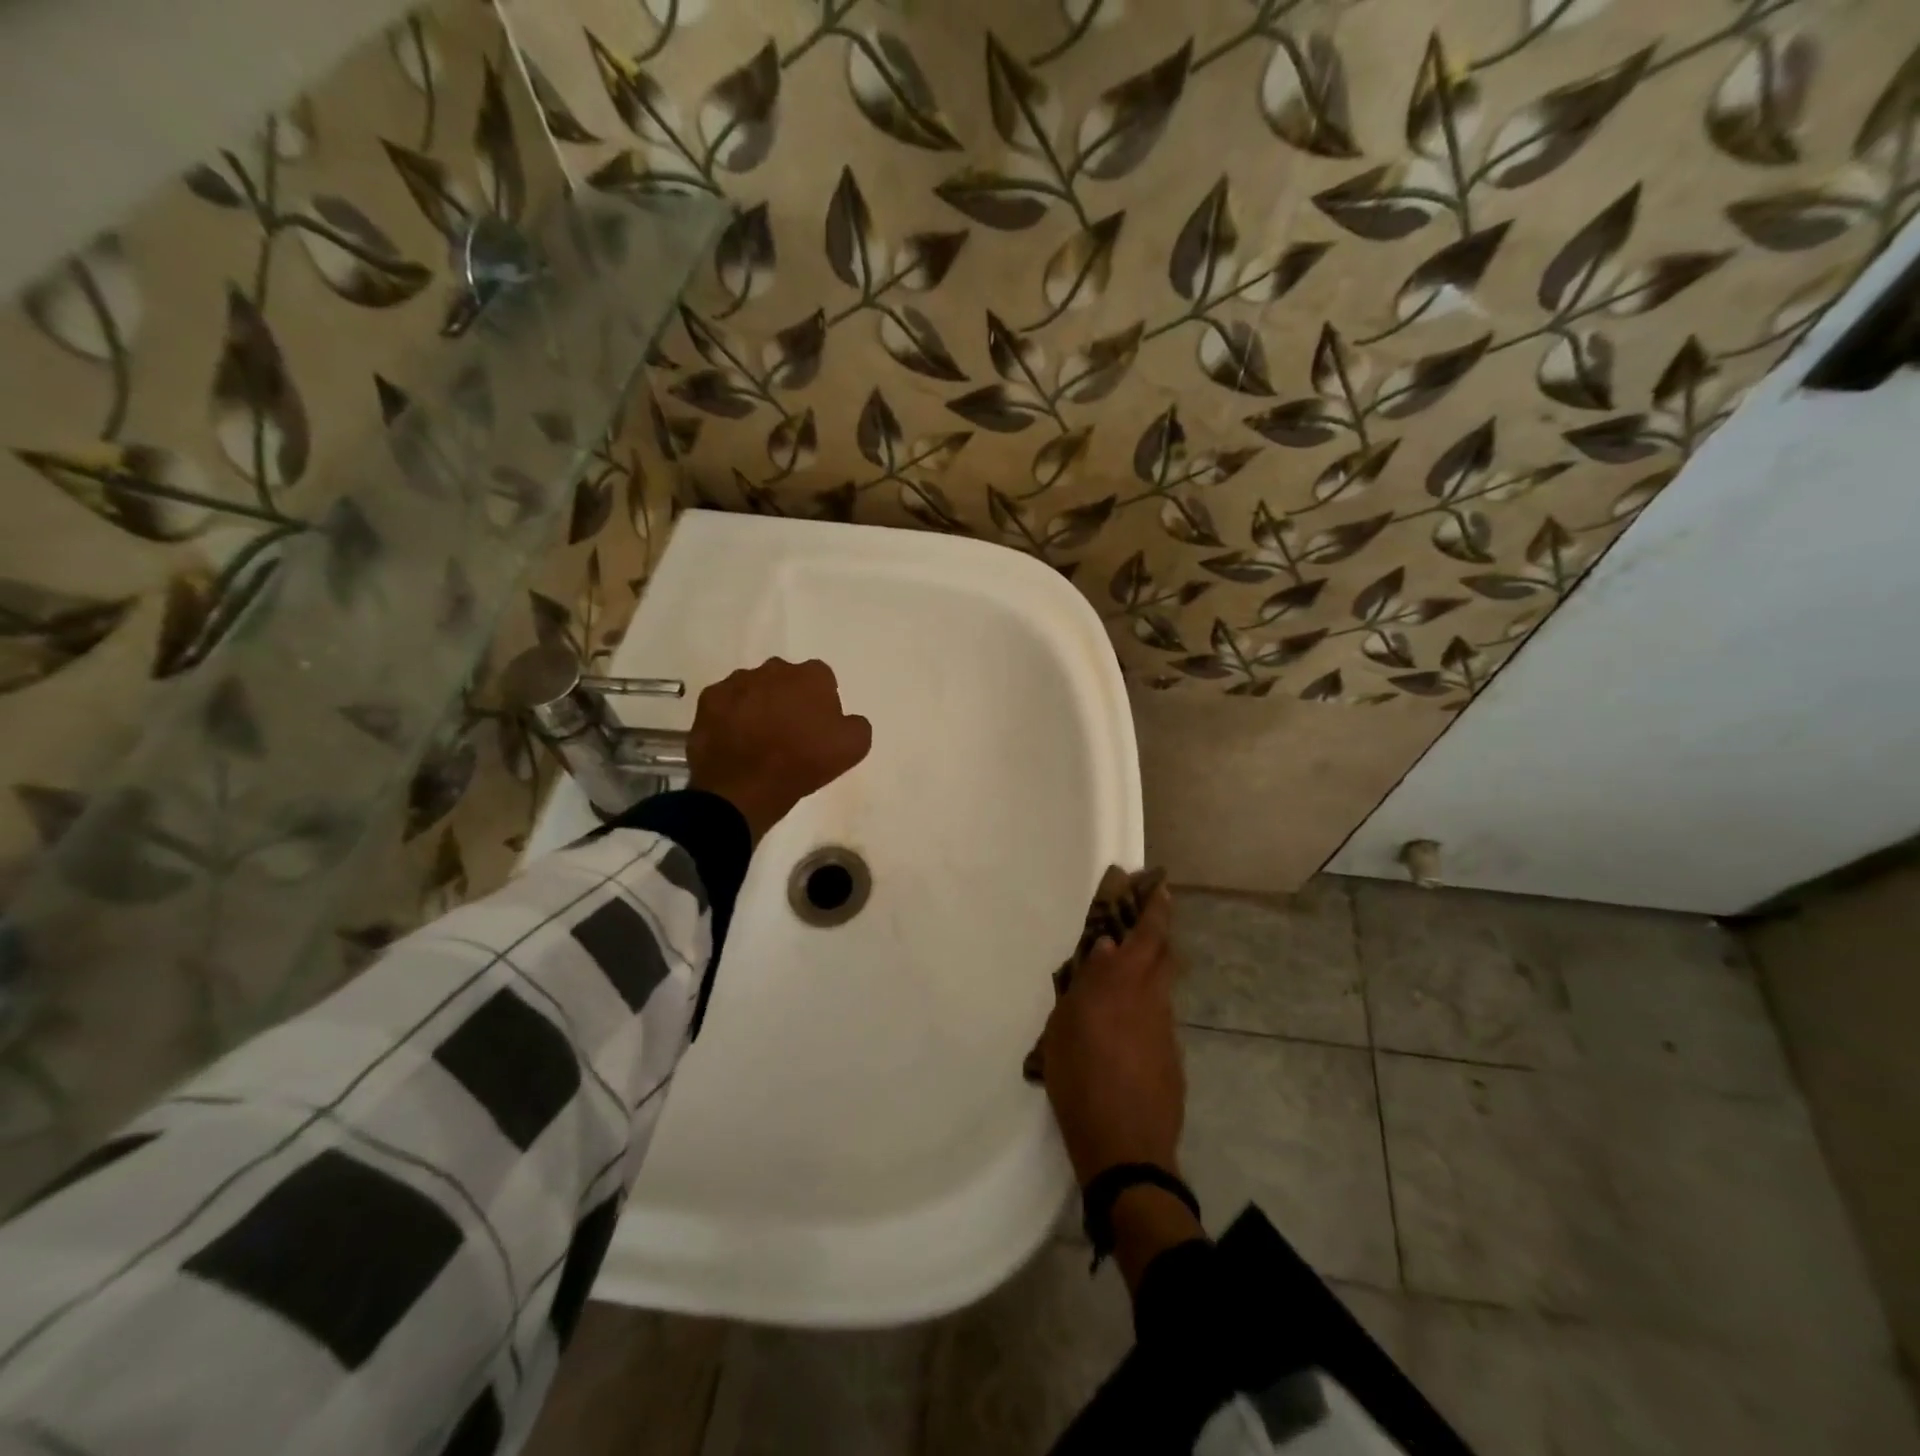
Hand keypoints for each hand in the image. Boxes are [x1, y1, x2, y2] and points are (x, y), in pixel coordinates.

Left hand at [687, 657, 871, 842]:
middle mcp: (773, 669)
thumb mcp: (853, 748)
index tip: (818, 727)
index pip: (822, 679)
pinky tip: (734, 742)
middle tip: (789, 732)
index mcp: (811, 676)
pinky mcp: (708, 700)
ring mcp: (736, 682)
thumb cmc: (803, 763)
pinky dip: (730, 718)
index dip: (822, 703)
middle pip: (786, 680)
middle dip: (788, 698)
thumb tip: (845, 720)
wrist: (744, 788)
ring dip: (758, 706)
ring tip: (758, 740)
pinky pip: (725, 704)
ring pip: (753, 689)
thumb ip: (856, 724)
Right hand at [1040, 887, 1184, 1184]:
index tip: (1160, 885)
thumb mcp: (1064, 1028)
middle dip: (1158, 931)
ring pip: (1162, 987)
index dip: (1155, 907)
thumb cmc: (1080, 1080)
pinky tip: (1124, 1030)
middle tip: (1144, 919)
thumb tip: (1104, 951)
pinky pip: (1159, 1018)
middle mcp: (1153, 1000)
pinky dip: (1145, 1009)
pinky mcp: (1173, 1058)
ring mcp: (1167, 1030)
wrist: (1126, 1147)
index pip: (1147, 934)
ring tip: (1121, 979)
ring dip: (1149, 971)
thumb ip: (1085, 984)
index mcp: (1124, 985)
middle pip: (1165, 954)